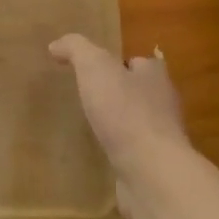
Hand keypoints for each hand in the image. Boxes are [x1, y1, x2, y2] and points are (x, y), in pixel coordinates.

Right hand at [49, 34, 189, 211]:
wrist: (151, 174)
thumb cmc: (126, 112)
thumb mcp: (95, 67)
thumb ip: (76, 49)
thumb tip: (56, 45)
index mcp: (155, 76)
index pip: (140, 62)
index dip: (119, 62)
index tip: (95, 69)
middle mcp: (163, 105)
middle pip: (139, 92)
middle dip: (117, 93)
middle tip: (87, 96)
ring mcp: (161, 140)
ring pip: (136, 124)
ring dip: (117, 125)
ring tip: (87, 125)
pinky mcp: (153, 169)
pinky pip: (132, 154)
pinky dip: (118, 152)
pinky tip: (98, 154)